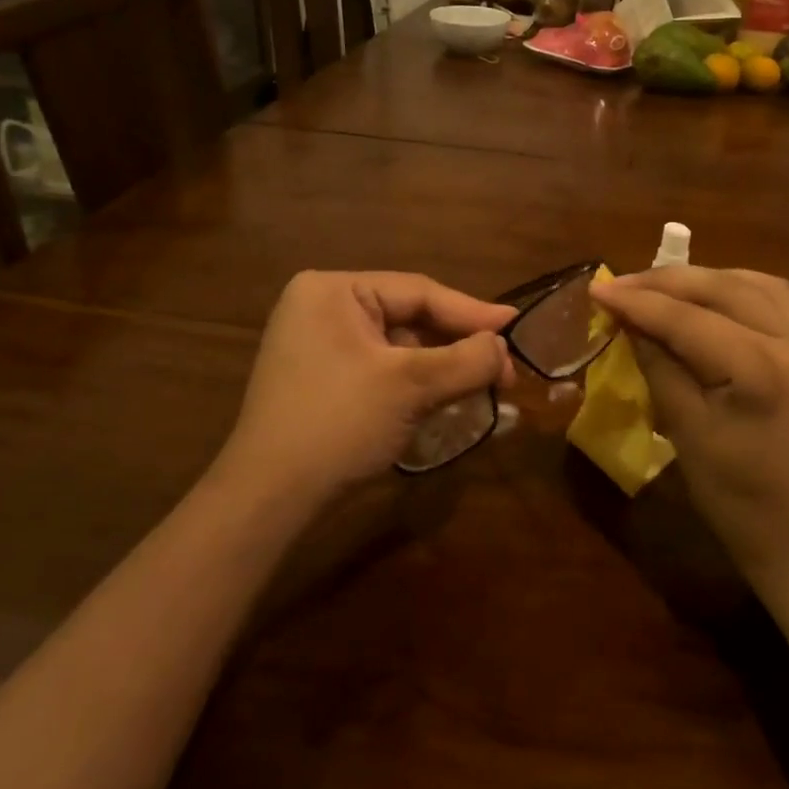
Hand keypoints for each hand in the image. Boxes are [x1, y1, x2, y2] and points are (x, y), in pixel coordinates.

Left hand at [217, 271, 514, 511]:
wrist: (270, 498)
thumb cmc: (339, 424)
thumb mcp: (411, 386)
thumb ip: (466, 360)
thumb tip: (503, 347)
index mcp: (332, 291)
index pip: (418, 291)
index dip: (473, 311)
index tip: (517, 325)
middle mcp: (322, 308)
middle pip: (410, 318)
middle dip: (459, 346)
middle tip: (506, 371)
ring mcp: (319, 346)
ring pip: (400, 347)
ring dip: (443, 367)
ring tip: (486, 387)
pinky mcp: (324, 380)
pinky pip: (383, 369)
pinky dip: (417, 383)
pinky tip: (448, 398)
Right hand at [589, 267, 788, 602]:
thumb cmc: (743, 504)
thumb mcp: (689, 435)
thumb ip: (659, 369)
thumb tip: (630, 325)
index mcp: (760, 369)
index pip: (687, 318)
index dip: (637, 301)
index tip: (596, 290)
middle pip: (723, 288)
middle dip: (667, 282)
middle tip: (620, 285)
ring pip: (755, 284)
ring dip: (705, 279)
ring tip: (662, 289)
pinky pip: (775, 302)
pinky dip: (735, 292)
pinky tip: (709, 303)